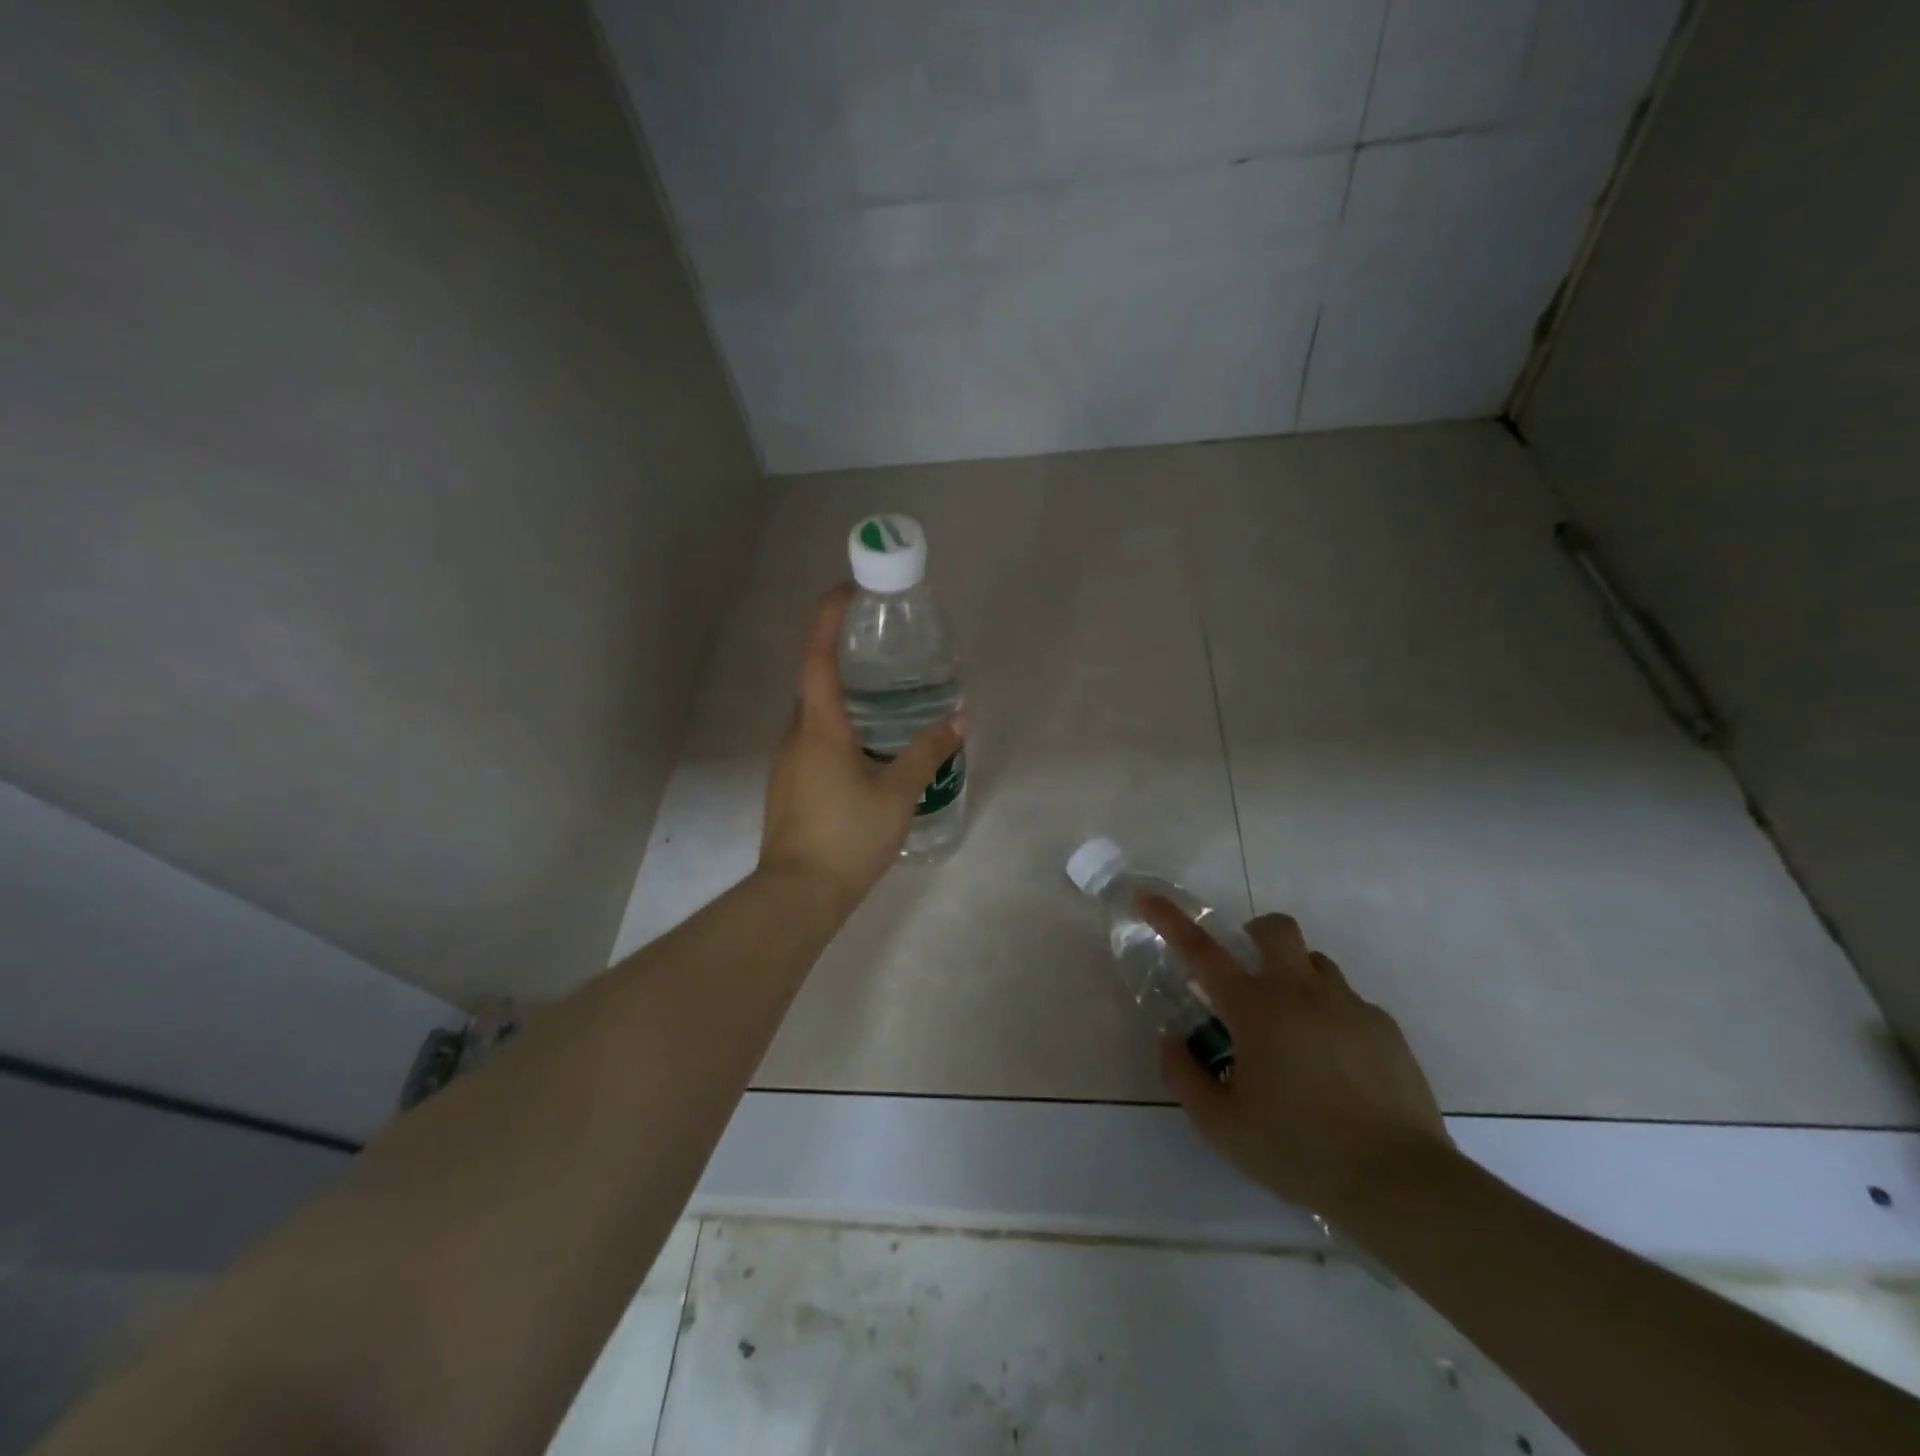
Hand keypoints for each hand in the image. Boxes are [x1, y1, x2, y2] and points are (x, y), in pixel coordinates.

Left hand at [758, 586, 964, 912]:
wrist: (798, 895)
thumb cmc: (849, 836)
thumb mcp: (898, 792)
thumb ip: (927, 751)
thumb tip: (959, 719)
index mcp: (819, 727)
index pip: (818, 657)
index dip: (828, 618)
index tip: (847, 590)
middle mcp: (795, 736)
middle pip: (813, 684)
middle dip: (841, 658)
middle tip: (878, 651)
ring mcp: (786, 763)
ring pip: (813, 717)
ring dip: (840, 700)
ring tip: (880, 701)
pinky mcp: (788, 787)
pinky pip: (811, 743)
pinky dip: (835, 731)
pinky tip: (864, 752)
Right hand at [1141, 896, 1452, 1219]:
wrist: (1399, 1182)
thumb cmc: (1298, 1150)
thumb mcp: (1222, 1126)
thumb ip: (1185, 1077)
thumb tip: (1170, 1040)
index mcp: (1255, 1009)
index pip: (1202, 951)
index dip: (1171, 920)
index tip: (1148, 897)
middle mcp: (1300, 992)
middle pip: (1276, 930)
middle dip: (1255, 933)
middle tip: (1247, 971)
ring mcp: (1348, 1005)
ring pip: (1315, 963)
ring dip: (1294, 977)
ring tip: (1292, 1028)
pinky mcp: (1384, 1028)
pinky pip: (1348, 1002)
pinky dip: (1330, 1015)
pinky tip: (1334, 1065)